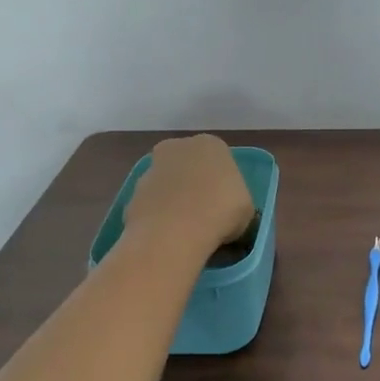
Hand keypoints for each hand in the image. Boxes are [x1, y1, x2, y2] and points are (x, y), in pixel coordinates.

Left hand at [123, 135, 254, 255]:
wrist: (174, 231)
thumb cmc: (220, 211)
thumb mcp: (246, 209)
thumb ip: (236, 201)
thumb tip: (226, 213)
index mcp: (211, 144)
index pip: (219, 159)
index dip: (223, 183)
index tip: (226, 205)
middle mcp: (178, 147)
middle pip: (189, 166)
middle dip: (194, 185)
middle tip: (205, 214)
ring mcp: (151, 169)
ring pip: (168, 184)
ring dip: (174, 201)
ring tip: (185, 230)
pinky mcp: (133, 193)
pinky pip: (152, 205)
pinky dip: (158, 217)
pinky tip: (168, 236)